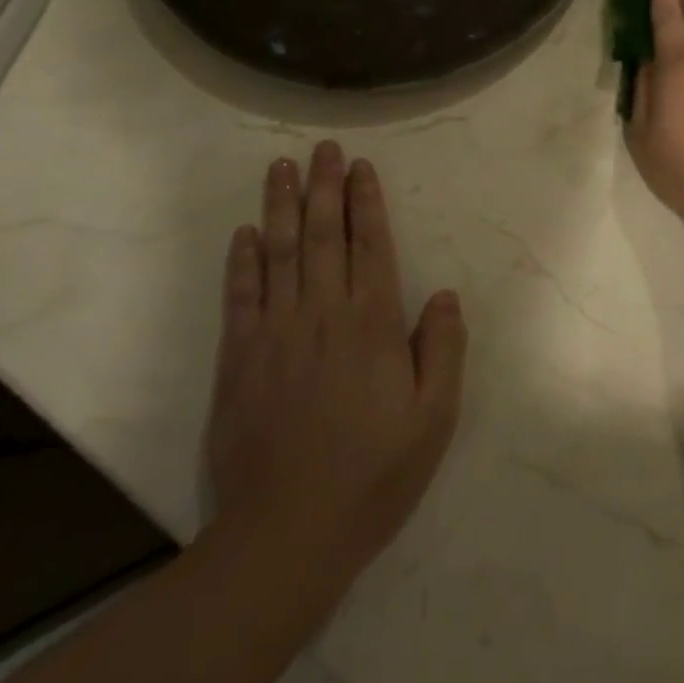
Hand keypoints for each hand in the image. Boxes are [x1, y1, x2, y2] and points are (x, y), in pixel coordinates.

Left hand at [205, 142, 466, 594]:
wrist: (286, 534)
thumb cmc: (373, 474)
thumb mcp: (434, 418)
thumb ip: (443, 349)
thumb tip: (444, 294)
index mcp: (373, 323)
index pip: (371, 245)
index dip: (367, 202)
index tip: (361, 167)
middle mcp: (324, 313)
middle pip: (324, 235)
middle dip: (325, 186)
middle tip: (323, 148)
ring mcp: (276, 333)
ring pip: (280, 253)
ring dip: (282, 206)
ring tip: (282, 168)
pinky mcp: (239, 359)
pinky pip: (241, 296)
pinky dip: (242, 260)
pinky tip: (245, 233)